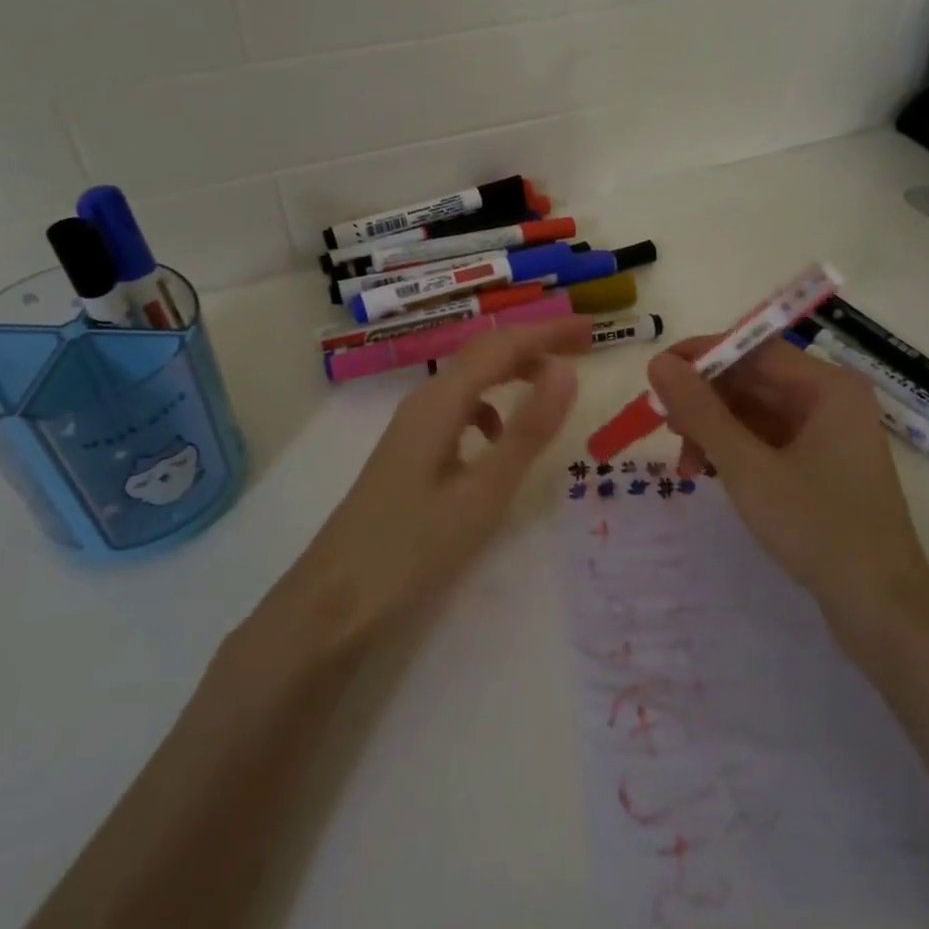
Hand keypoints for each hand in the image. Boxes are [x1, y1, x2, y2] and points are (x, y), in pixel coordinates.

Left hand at [293, 318, 588, 645]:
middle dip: (534, 343)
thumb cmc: (413, 548)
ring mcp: (412, 427)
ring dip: (513, 371)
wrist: (336, 598)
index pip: (502, 346)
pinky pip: (457, 408)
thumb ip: (527, 431)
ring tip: (552, 385)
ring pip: (470, 379)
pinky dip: (490, 405)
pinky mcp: (409, 451)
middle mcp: (423, 402)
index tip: (592, 330)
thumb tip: (567, 371)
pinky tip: (499, 436)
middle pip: (484, 354)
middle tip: (582, 347)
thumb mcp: (483, 493)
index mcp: (440, 403)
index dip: (548, 332)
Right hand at [647, 337, 928, 618]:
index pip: (753, 348)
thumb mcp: (747, 467)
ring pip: (755, 412)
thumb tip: (658, 361)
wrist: (881, 609)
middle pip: (753, 380)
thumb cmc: (817, 528)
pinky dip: (735, 451)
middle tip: (663, 428)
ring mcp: (828, 434)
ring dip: (715, 431)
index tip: (656, 376)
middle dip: (704, 402)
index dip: (700, 356)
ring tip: (685, 466)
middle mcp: (831, 400)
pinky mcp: (822, 465)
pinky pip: (768, 440)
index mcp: (827, 386)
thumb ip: (700, 411)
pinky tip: (710, 474)